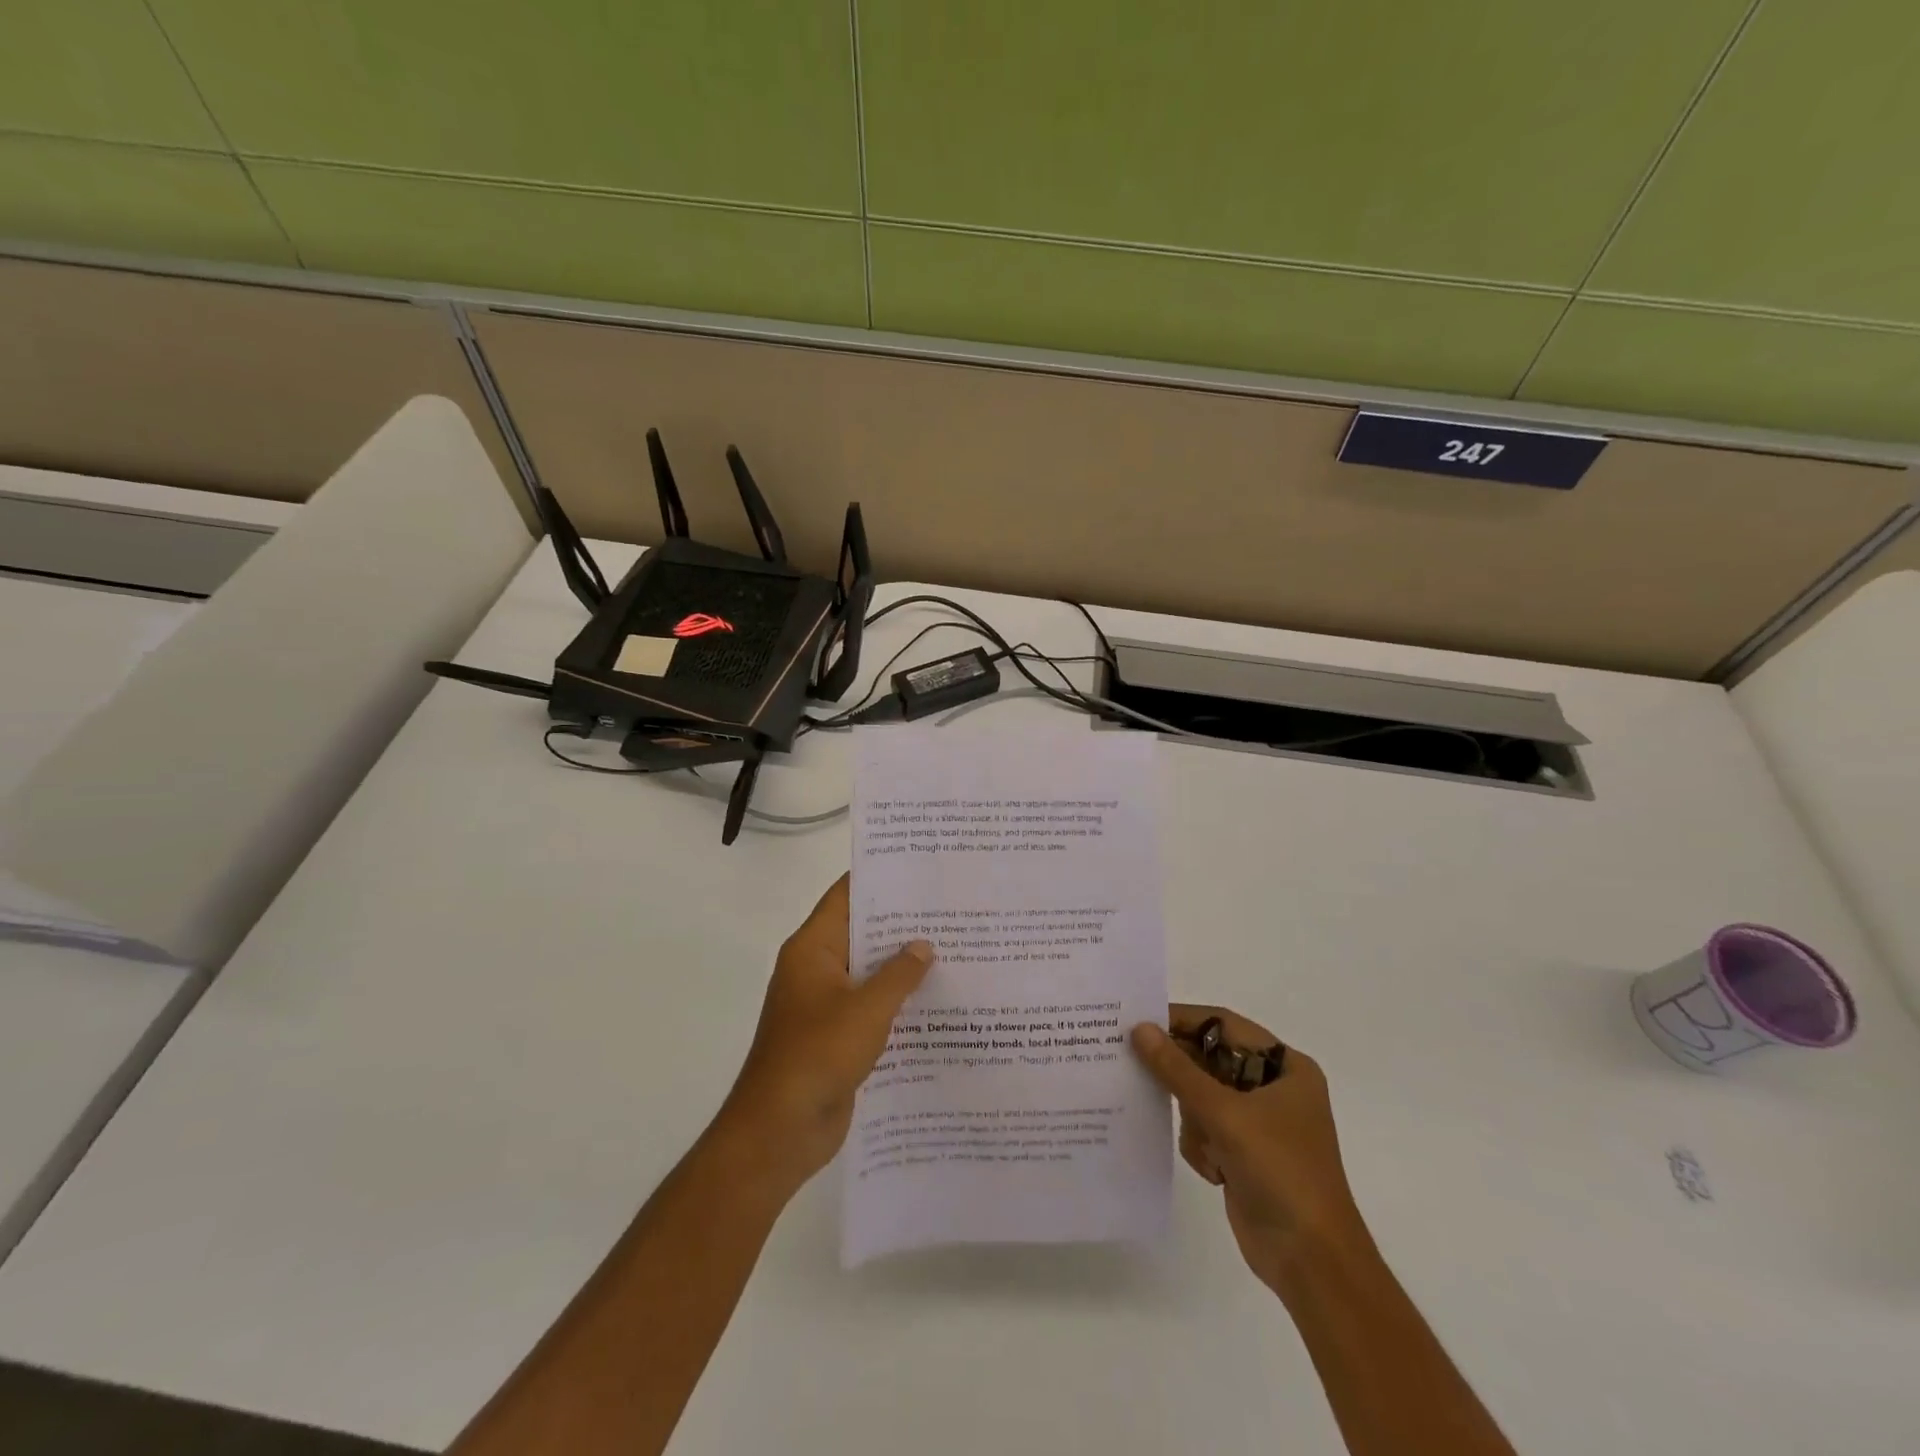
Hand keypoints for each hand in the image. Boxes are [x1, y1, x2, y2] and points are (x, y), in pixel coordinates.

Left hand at [720, 875, 933, 1191]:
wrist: (780, 1130)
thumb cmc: (818, 1055)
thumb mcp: (867, 1009)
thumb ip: (899, 974)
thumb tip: (923, 945)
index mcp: (812, 949)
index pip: (845, 897)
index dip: (879, 880)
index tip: (918, 868)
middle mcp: (816, 969)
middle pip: (860, 933)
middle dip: (900, 924)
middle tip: (949, 908)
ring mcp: (825, 1004)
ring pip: (868, 972)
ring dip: (902, 966)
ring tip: (953, 949)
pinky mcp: (836, 1036)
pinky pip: (870, 1007)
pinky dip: (897, 1001)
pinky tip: (936, 1000)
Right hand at [1130, 1005, 1367, 1293]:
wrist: (1310, 1261)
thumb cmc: (1279, 1171)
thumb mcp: (1224, 1113)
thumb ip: (1177, 1069)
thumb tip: (1140, 1029)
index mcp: (1285, 1067)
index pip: (1224, 1025)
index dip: (1183, 1020)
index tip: (1140, 1021)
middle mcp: (1273, 1087)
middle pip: (1210, 1060)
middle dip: (1183, 1075)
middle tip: (1137, 1065)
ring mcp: (1258, 1122)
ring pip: (1201, 1096)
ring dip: (1195, 1119)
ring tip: (1207, 1145)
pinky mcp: (1244, 1153)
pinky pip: (1204, 1128)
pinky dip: (1201, 1144)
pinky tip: (1214, 1170)